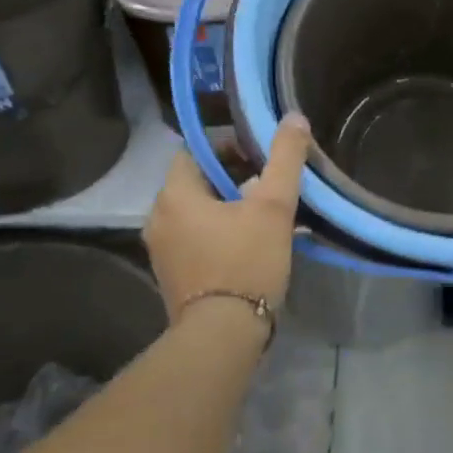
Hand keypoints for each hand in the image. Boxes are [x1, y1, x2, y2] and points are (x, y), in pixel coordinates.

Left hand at [145, 114, 310, 318]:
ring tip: (265, 211)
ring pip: (196, 211)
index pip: (193, 151)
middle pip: (196, 181)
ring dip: (227, 204)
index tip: (260, 152)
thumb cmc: (246, 261)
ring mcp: (162, 250)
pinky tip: (250, 241)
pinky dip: (218, 230)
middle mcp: (158, 218)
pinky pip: (195, 237)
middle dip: (231, 175)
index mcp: (174, 195)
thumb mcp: (273, 206)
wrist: (223, 335)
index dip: (226, 144)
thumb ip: (285, 158)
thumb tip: (294, 117)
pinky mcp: (173, 275)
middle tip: (269, 180)